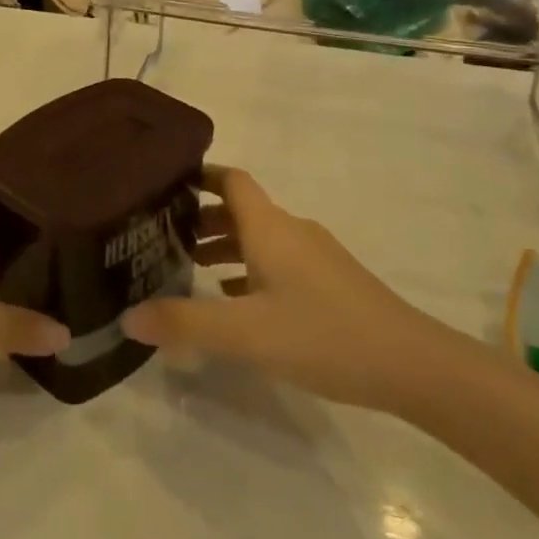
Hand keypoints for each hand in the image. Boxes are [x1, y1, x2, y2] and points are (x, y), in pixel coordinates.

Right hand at [122, 167, 436, 413]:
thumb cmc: (323, 335)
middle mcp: (291, 231)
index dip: (198, 175)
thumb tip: (126, 317)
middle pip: (240, 209)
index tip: (163, 183)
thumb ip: (185, 324)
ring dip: (225, 246)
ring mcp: (315, 256)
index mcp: (270, 227)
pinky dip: (249, 270)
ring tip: (189, 268)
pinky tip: (235, 301)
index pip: (230, 179)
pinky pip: (277, 262)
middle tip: (161, 236)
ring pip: (259, 238)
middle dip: (201, 217)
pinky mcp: (330, 283)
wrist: (411, 364)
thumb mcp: (246, 334)